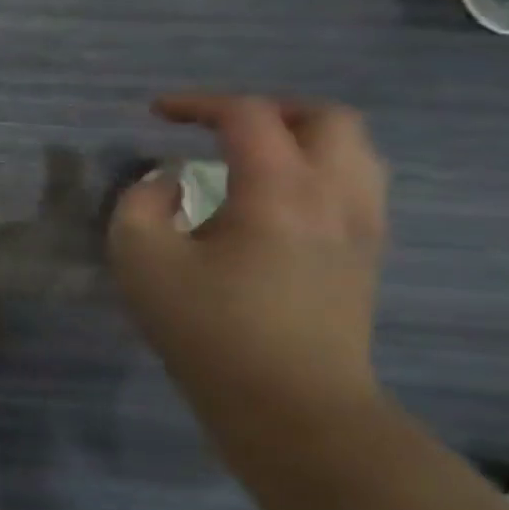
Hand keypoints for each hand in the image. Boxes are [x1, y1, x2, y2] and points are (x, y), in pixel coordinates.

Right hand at [108, 94, 389, 427]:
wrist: (290, 405)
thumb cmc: (208, 329)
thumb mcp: (141, 260)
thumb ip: (141, 204)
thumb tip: (167, 183)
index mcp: (280, 190)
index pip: (248, 116)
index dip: (198, 104)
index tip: (155, 114)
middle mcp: (335, 195)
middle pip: (326, 118)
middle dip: (267, 110)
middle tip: (219, 127)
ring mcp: (362, 227)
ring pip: (354, 150)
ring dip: (301, 138)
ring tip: (252, 157)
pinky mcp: (367, 257)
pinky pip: (357, 185)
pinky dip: (318, 171)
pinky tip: (278, 200)